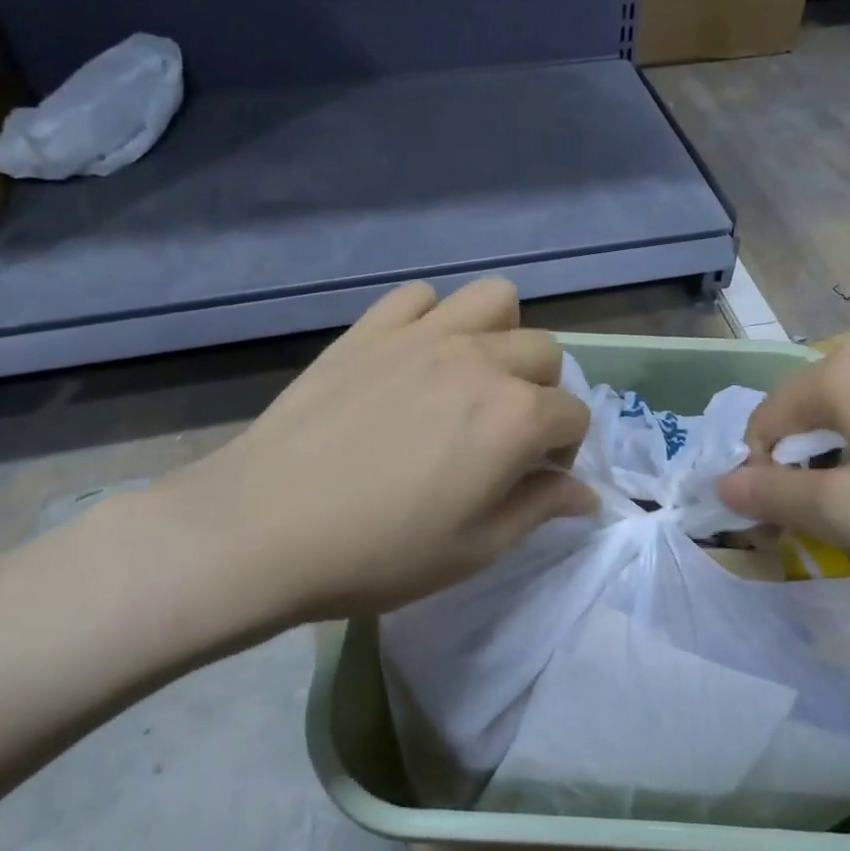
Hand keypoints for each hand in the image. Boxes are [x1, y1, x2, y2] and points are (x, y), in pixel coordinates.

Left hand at [143, 278, 593, 639]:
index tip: (536, 480)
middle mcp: (480, 360)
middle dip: (543, 393)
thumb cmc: (379, 553)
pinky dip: (431, 319)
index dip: (565, 451)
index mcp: (515, 416)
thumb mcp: (475, 548)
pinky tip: (414, 360)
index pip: (573, 415)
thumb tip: (586, 495)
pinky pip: (419, 297)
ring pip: (495, 300)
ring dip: (501, 336)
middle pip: (544, 352)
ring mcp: (422, 335)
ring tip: (473, 379)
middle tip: (507, 435)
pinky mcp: (370, 330)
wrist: (262, 529)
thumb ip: (539, 509)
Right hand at [715, 341, 849, 593]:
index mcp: (843, 372)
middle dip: (798, 480)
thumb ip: (774, 496)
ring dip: (839, 479)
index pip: (763, 423)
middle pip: (806, 422)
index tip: (776, 537)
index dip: (756, 481)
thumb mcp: (849, 513)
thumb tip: (722, 485)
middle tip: (816, 538)